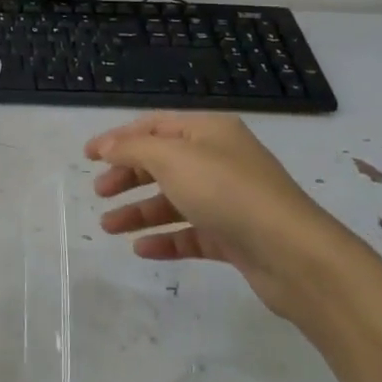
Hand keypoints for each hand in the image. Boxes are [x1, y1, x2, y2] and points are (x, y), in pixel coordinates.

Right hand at [87, 112, 351, 318]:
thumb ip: (133, 149)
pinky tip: (142, 249)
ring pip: (173, 200)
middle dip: (127, 176)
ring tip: (108, 227)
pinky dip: (165, 238)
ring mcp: (227, 200)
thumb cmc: (228, 193)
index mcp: (208, 132)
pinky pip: (190, 233)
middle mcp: (219, 160)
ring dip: (139, 211)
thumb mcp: (172, 160)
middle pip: (162, 163)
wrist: (294, 254)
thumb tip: (107, 146)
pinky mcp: (234, 236)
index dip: (118, 138)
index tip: (87, 156)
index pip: (154, 127)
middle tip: (99, 192)